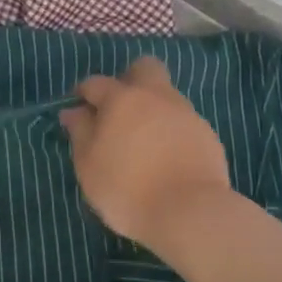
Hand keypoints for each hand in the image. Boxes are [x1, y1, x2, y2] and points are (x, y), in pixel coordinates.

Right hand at [60, 57, 231, 253]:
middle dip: (130, 79)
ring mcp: (186, 114)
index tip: (79, 111)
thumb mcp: (88, 164)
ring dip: (153, 109)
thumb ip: (80, 132)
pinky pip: (183, 123)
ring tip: (143, 143)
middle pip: (144, 68)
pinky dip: (172, 133)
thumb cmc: (126, 188)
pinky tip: (166, 159)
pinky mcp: (207, 135)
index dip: (83, 94)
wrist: (189, 213)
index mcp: (122, 98)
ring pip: (166, 96)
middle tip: (119, 110)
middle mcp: (156, 96)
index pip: (96, 83)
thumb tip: (73, 111)